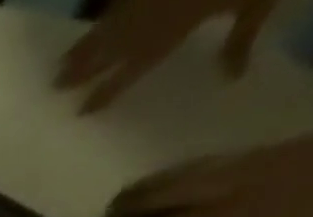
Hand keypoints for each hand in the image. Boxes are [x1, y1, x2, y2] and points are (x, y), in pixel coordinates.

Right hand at [57, 0, 278, 113]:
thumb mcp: (258, 0)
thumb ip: (241, 37)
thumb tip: (233, 77)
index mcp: (172, 30)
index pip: (129, 70)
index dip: (105, 91)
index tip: (81, 110)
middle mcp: (152, 15)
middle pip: (108, 47)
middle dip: (82, 67)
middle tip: (54, 85)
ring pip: (109, 22)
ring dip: (84, 43)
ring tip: (62, 60)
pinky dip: (106, 8)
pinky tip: (93, 15)